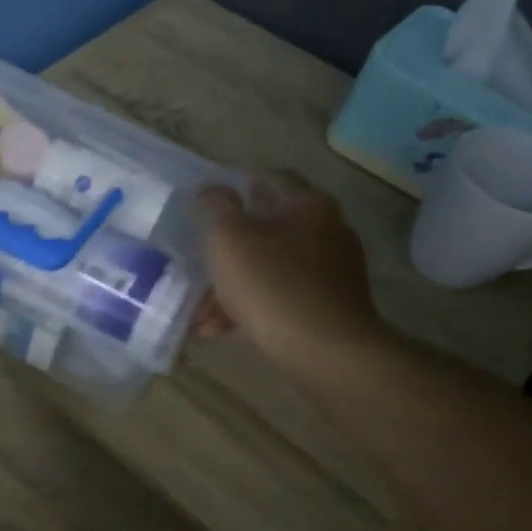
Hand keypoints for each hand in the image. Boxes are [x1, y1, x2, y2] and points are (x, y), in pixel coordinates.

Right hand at [195, 175, 390, 379]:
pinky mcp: (331, 308)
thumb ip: (214, 207)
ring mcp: (333, 272)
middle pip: (267, 228)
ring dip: (233, 285)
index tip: (206, 202)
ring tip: (201, 314)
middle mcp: (328, 231)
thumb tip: (210, 189)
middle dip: (227, 248)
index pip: (269, 177)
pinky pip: (281, 298)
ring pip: (270, 268)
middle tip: (198, 262)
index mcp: (307, 204)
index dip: (235, 184)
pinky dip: (252, 308)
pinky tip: (223, 330)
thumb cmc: (271, 285)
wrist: (327, 352)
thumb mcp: (228, 239)